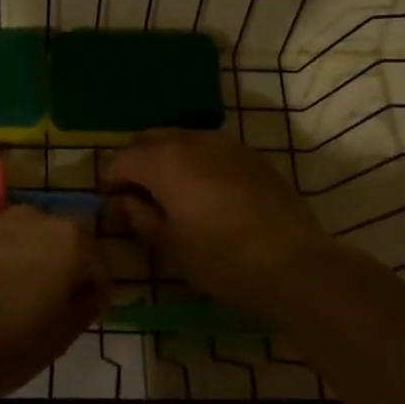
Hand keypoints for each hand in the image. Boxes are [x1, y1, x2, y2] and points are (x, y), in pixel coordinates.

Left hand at [0, 208, 106, 399]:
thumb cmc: (6, 345)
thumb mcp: (61, 337)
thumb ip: (87, 305)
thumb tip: (93, 289)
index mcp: (70, 241)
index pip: (100, 262)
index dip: (95, 290)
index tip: (83, 315)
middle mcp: (37, 218)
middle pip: (65, 240)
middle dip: (65, 267)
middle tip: (52, 305)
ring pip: (30, 237)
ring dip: (32, 258)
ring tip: (17, 296)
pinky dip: (2, 258)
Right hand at [103, 130, 337, 315]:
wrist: (295, 265)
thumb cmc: (222, 260)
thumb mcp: (170, 245)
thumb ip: (139, 216)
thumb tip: (122, 201)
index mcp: (164, 161)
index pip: (121, 159)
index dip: (109, 181)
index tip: (111, 206)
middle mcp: (191, 140)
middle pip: (148, 140)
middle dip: (135, 164)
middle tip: (136, 198)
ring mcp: (225, 143)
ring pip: (180, 138)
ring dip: (165, 159)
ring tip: (169, 195)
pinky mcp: (251, 155)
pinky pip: (208, 147)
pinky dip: (194, 161)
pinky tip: (203, 193)